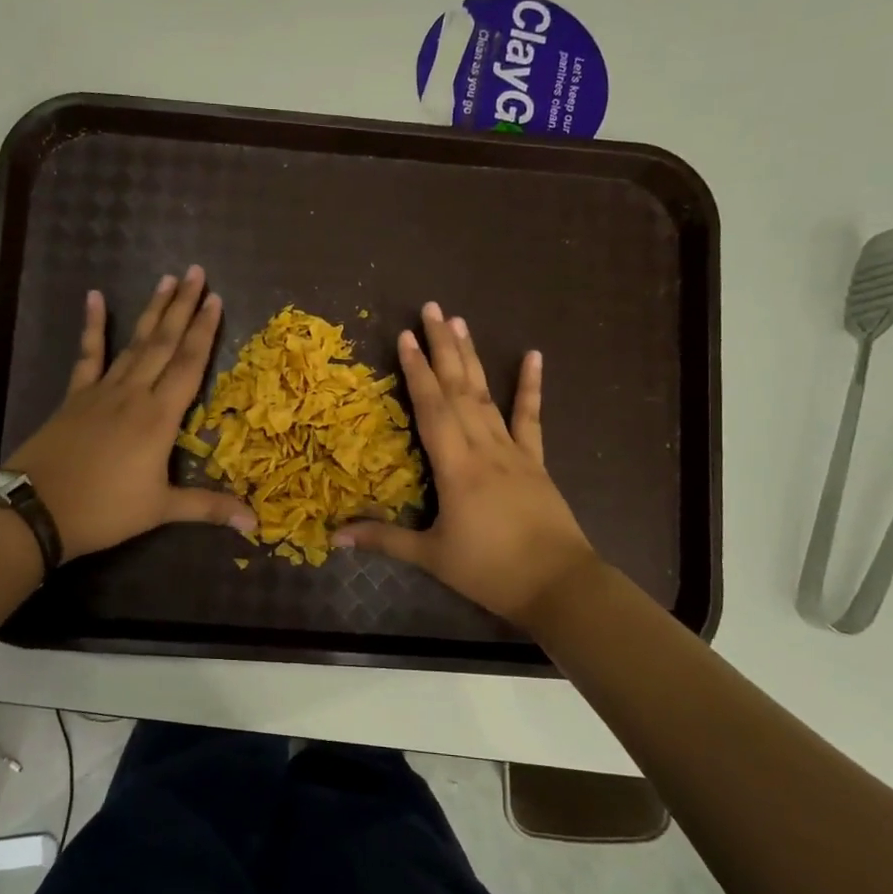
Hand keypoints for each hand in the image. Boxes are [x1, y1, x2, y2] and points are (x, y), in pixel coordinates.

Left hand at [5, 267, 256, 559]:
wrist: (37, 510)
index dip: (205, 331)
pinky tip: (95, 297)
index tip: (216, 299)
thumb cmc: (104, 510)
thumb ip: (209, 507)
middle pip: (164, 343)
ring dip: (152, 311)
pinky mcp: (76, 396)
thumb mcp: (161, 510)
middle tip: (197, 272)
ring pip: (134, 342)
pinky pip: (88, 355)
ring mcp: (102, 391)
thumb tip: (255, 523)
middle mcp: (134, 394)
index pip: (188, 365)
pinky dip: (93, 326)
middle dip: (183, 307)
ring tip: (167, 279)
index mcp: (159, 417)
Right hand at [331, 302, 596, 622]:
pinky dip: (531, 387)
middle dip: (442, 347)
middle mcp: (483, 448)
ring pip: (487, 395)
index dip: (416, 371)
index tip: (405, 336)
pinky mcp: (535, 462)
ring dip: (472, 358)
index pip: (431, 408)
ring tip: (460, 322)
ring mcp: (513, 452)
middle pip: (459, 389)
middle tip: (431, 308)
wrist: (558, 585)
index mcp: (456, 467)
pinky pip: (531, 418)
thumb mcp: (432, 557)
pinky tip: (534, 357)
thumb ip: (383, 540)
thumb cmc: (490, 571)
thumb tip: (333, 536)